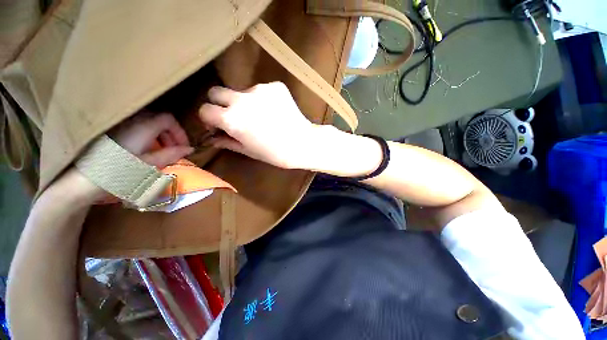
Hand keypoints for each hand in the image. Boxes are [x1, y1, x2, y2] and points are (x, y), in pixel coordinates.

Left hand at [59, 113, 192, 203]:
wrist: (83, 180)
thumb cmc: (119, 172)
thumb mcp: (150, 164)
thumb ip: (171, 154)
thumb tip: (190, 149)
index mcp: (143, 127)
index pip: (169, 119)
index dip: (180, 131)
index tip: (184, 146)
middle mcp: (132, 121)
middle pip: (159, 119)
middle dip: (171, 134)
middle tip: (174, 150)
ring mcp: (121, 125)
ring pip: (148, 123)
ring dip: (160, 136)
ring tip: (161, 151)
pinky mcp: (113, 132)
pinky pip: (137, 128)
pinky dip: (147, 137)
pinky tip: (145, 150)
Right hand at [199, 82, 322, 169]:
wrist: (303, 143)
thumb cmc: (275, 153)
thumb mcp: (248, 150)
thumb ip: (227, 141)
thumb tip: (212, 137)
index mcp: (231, 119)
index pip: (204, 109)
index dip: (209, 118)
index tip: (217, 125)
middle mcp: (241, 99)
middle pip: (216, 91)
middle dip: (220, 103)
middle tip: (233, 115)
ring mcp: (259, 89)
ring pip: (242, 91)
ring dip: (245, 102)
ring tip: (261, 116)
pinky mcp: (275, 86)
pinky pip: (262, 90)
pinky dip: (264, 99)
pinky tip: (274, 111)